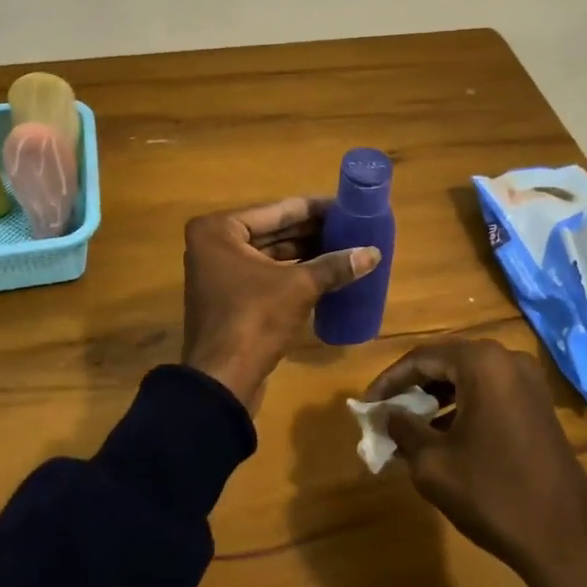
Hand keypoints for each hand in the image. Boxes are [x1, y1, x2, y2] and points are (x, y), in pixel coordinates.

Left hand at [182, 198, 381, 411]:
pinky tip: (324, 271)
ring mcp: (218, 272)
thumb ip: (335, 266)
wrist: (223, 380)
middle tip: (350, 227)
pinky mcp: (228, 297)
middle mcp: (213, 244)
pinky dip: (291, 272)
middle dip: (311, 231)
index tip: (346, 206)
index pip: (277, 211)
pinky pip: (265, 274)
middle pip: (272, 231)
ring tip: (343, 247)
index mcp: (219, 230)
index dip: (314, 209)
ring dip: (304, 252)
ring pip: (269, 254)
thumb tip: (373, 253)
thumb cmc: (255, 319)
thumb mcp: (299, 287)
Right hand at [367, 337, 586, 586]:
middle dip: (412, 387)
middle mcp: (508, 360)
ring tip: (409, 427)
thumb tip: (386, 414)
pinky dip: (462, 407)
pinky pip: (490, 394)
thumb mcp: (433, 463)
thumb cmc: (492, 494)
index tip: (366, 406)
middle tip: (386, 412)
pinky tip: (444, 436)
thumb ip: (403, 429)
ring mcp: (529, 382)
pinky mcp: (539, 406)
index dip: (389, 381)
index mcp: (482, 363)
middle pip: (446, 362)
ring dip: (436, 398)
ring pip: (469, 378)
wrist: (565, 541)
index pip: (421, 358)